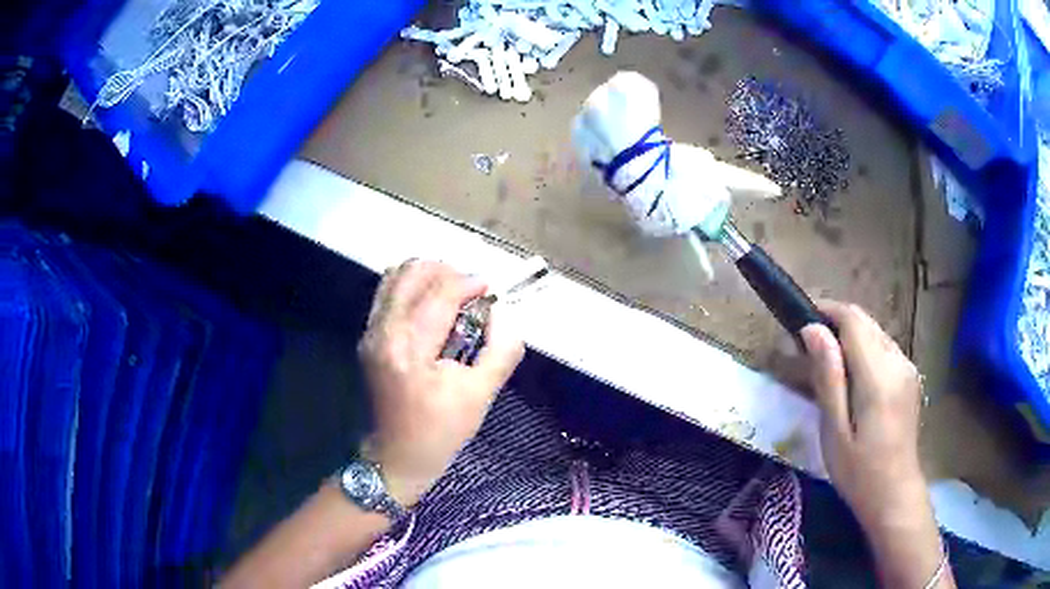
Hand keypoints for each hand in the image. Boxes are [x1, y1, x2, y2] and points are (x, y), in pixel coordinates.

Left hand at [357, 260, 524, 506]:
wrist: (395, 457)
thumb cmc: (439, 431)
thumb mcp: (480, 396)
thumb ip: (500, 350)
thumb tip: (502, 315)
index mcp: (409, 347)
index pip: (440, 293)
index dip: (469, 283)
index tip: (490, 291)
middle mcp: (383, 330)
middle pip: (412, 272)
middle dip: (447, 271)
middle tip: (471, 292)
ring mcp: (370, 332)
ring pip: (395, 277)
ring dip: (428, 276)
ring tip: (452, 294)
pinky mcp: (367, 337)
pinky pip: (388, 293)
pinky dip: (412, 288)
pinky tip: (431, 307)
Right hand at [800, 301, 926, 528]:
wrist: (895, 495)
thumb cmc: (858, 471)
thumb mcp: (834, 431)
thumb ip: (828, 377)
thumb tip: (813, 330)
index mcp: (878, 375)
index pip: (853, 320)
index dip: (826, 311)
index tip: (801, 321)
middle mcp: (897, 361)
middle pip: (865, 322)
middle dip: (835, 323)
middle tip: (808, 349)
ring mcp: (907, 367)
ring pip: (875, 332)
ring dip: (850, 337)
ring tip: (827, 364)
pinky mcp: (909, 377)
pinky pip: (884, 348)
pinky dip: (864, 350)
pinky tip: (852, 378)